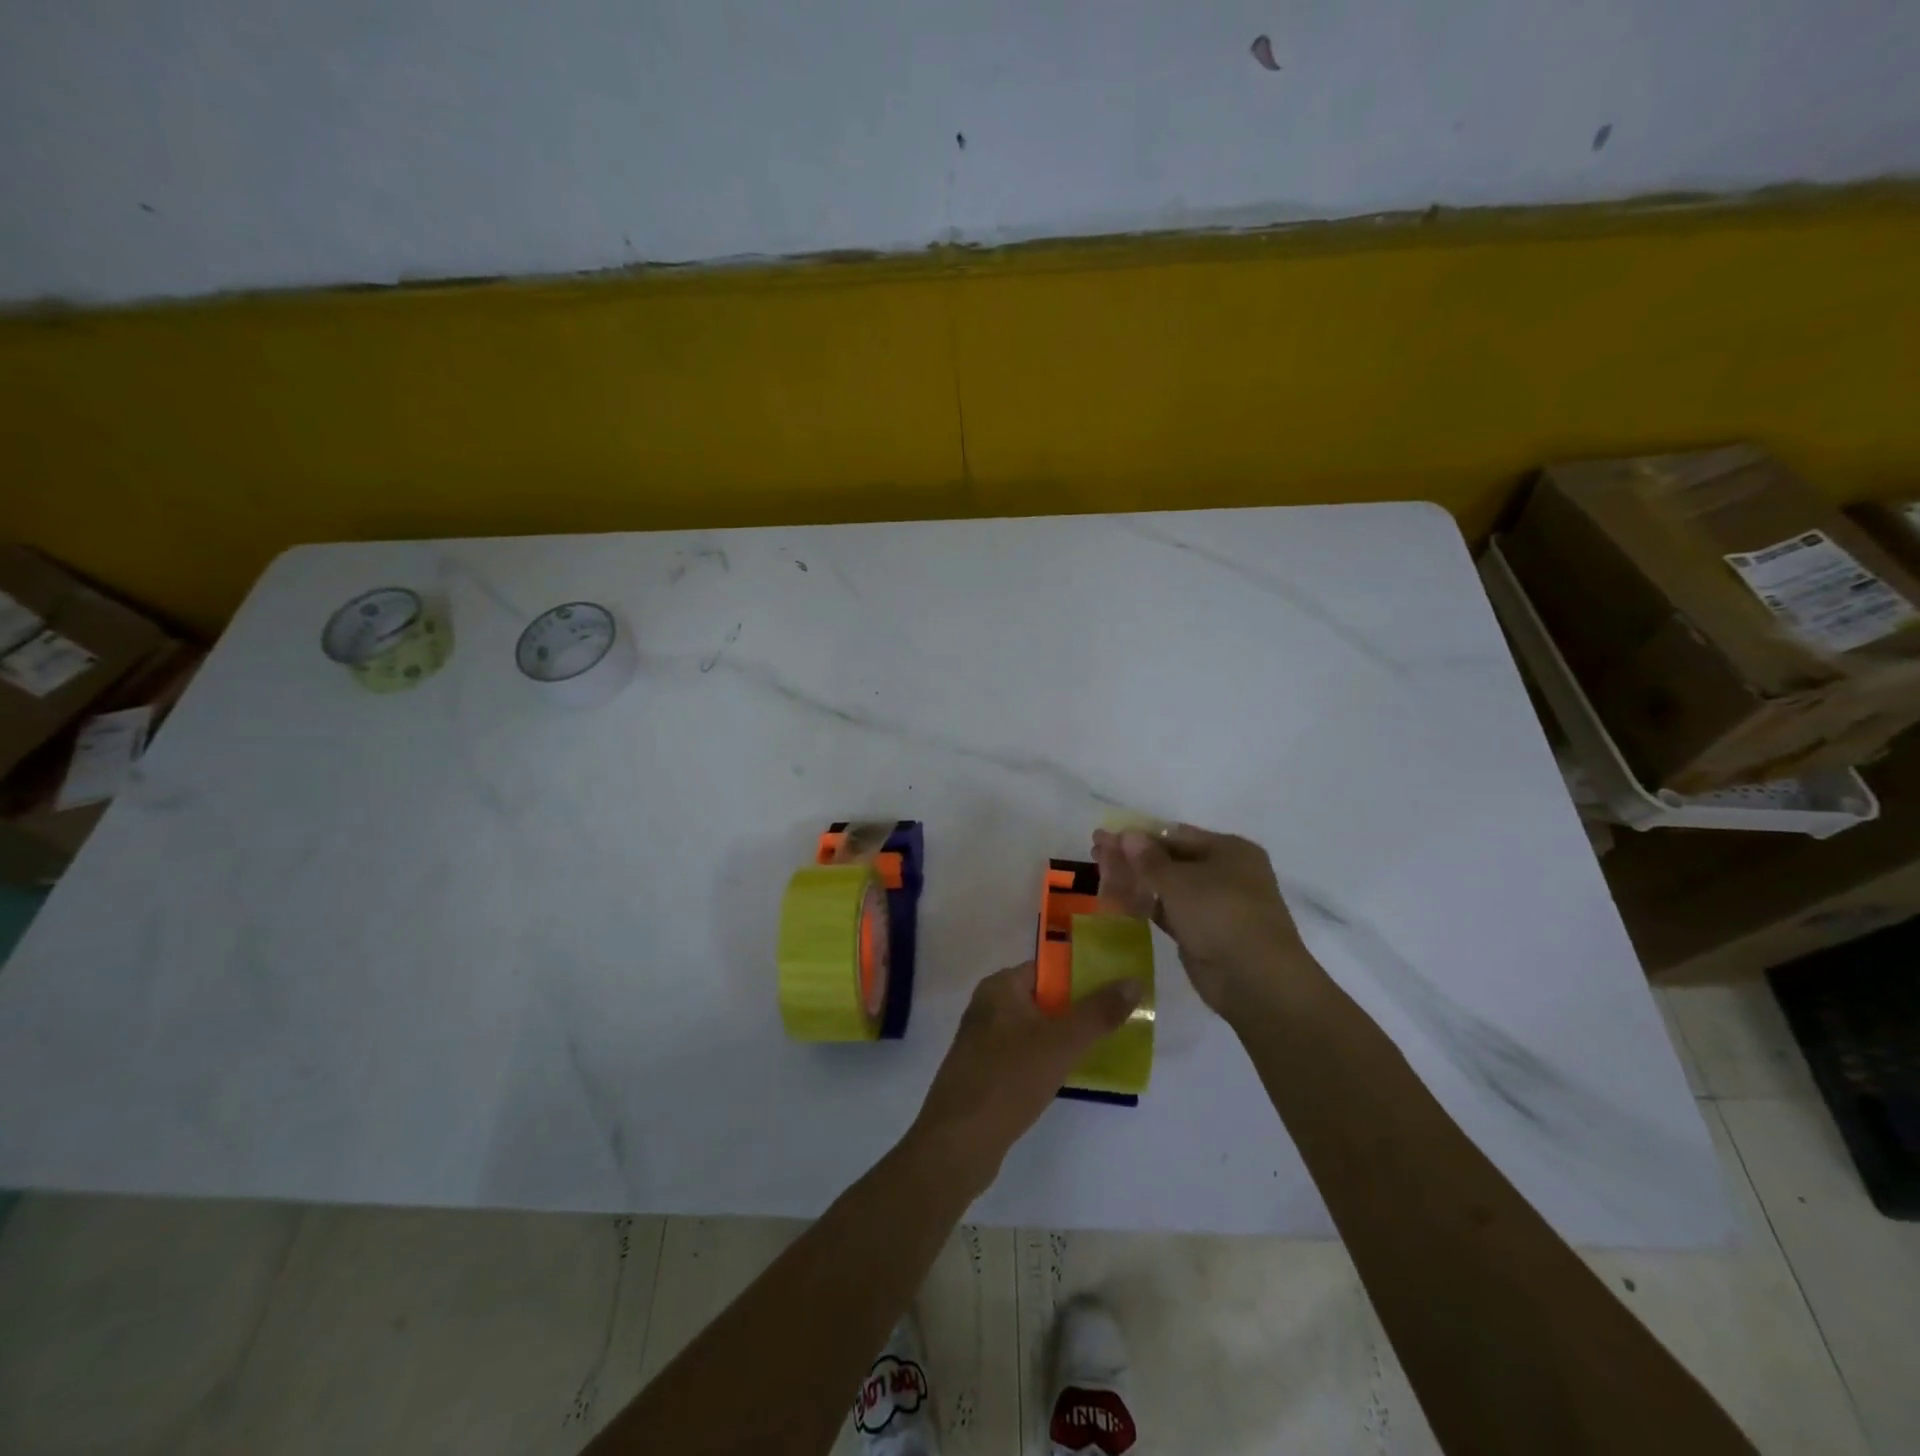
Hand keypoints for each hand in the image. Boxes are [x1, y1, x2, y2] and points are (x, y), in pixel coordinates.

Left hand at [909, 962, 1139, 1197]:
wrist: (958, 1142)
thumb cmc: (1009, 1079)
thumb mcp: (1061, 1043)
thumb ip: (1098, 1013)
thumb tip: (1133, 982)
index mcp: (999, 987)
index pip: (1047, 970)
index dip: (1081, 977)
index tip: (1115, 990)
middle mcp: (987, 1007)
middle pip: (1042, 999)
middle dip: (1077, 1010)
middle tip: (1116, 1022)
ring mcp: (983, 1042)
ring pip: (1034, 1030)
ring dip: (1063, 1039)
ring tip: (1102, 1049)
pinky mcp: (984, 1074)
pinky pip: (1024, 1057)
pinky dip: (1046, 1062)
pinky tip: (1068, 1077)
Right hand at [1091, 823, 1320, 1019]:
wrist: (1255, 980)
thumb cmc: (1221, 915)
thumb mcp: (1180, 882)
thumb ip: (1149, 859)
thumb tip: (1126, 834)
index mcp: (1229, 850)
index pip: (1175, 834)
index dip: (1138, 835)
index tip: (1105, 836)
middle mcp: (1224, 873)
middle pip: (1170, 859)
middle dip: (1133, 857)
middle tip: (1095, 853)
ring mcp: (1214, 905)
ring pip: (1167, 887)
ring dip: (1136, 881)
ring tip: (1099, 875)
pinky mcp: (1202, 933)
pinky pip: (1169, 912)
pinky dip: (1145, 905)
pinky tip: (1116, 901)